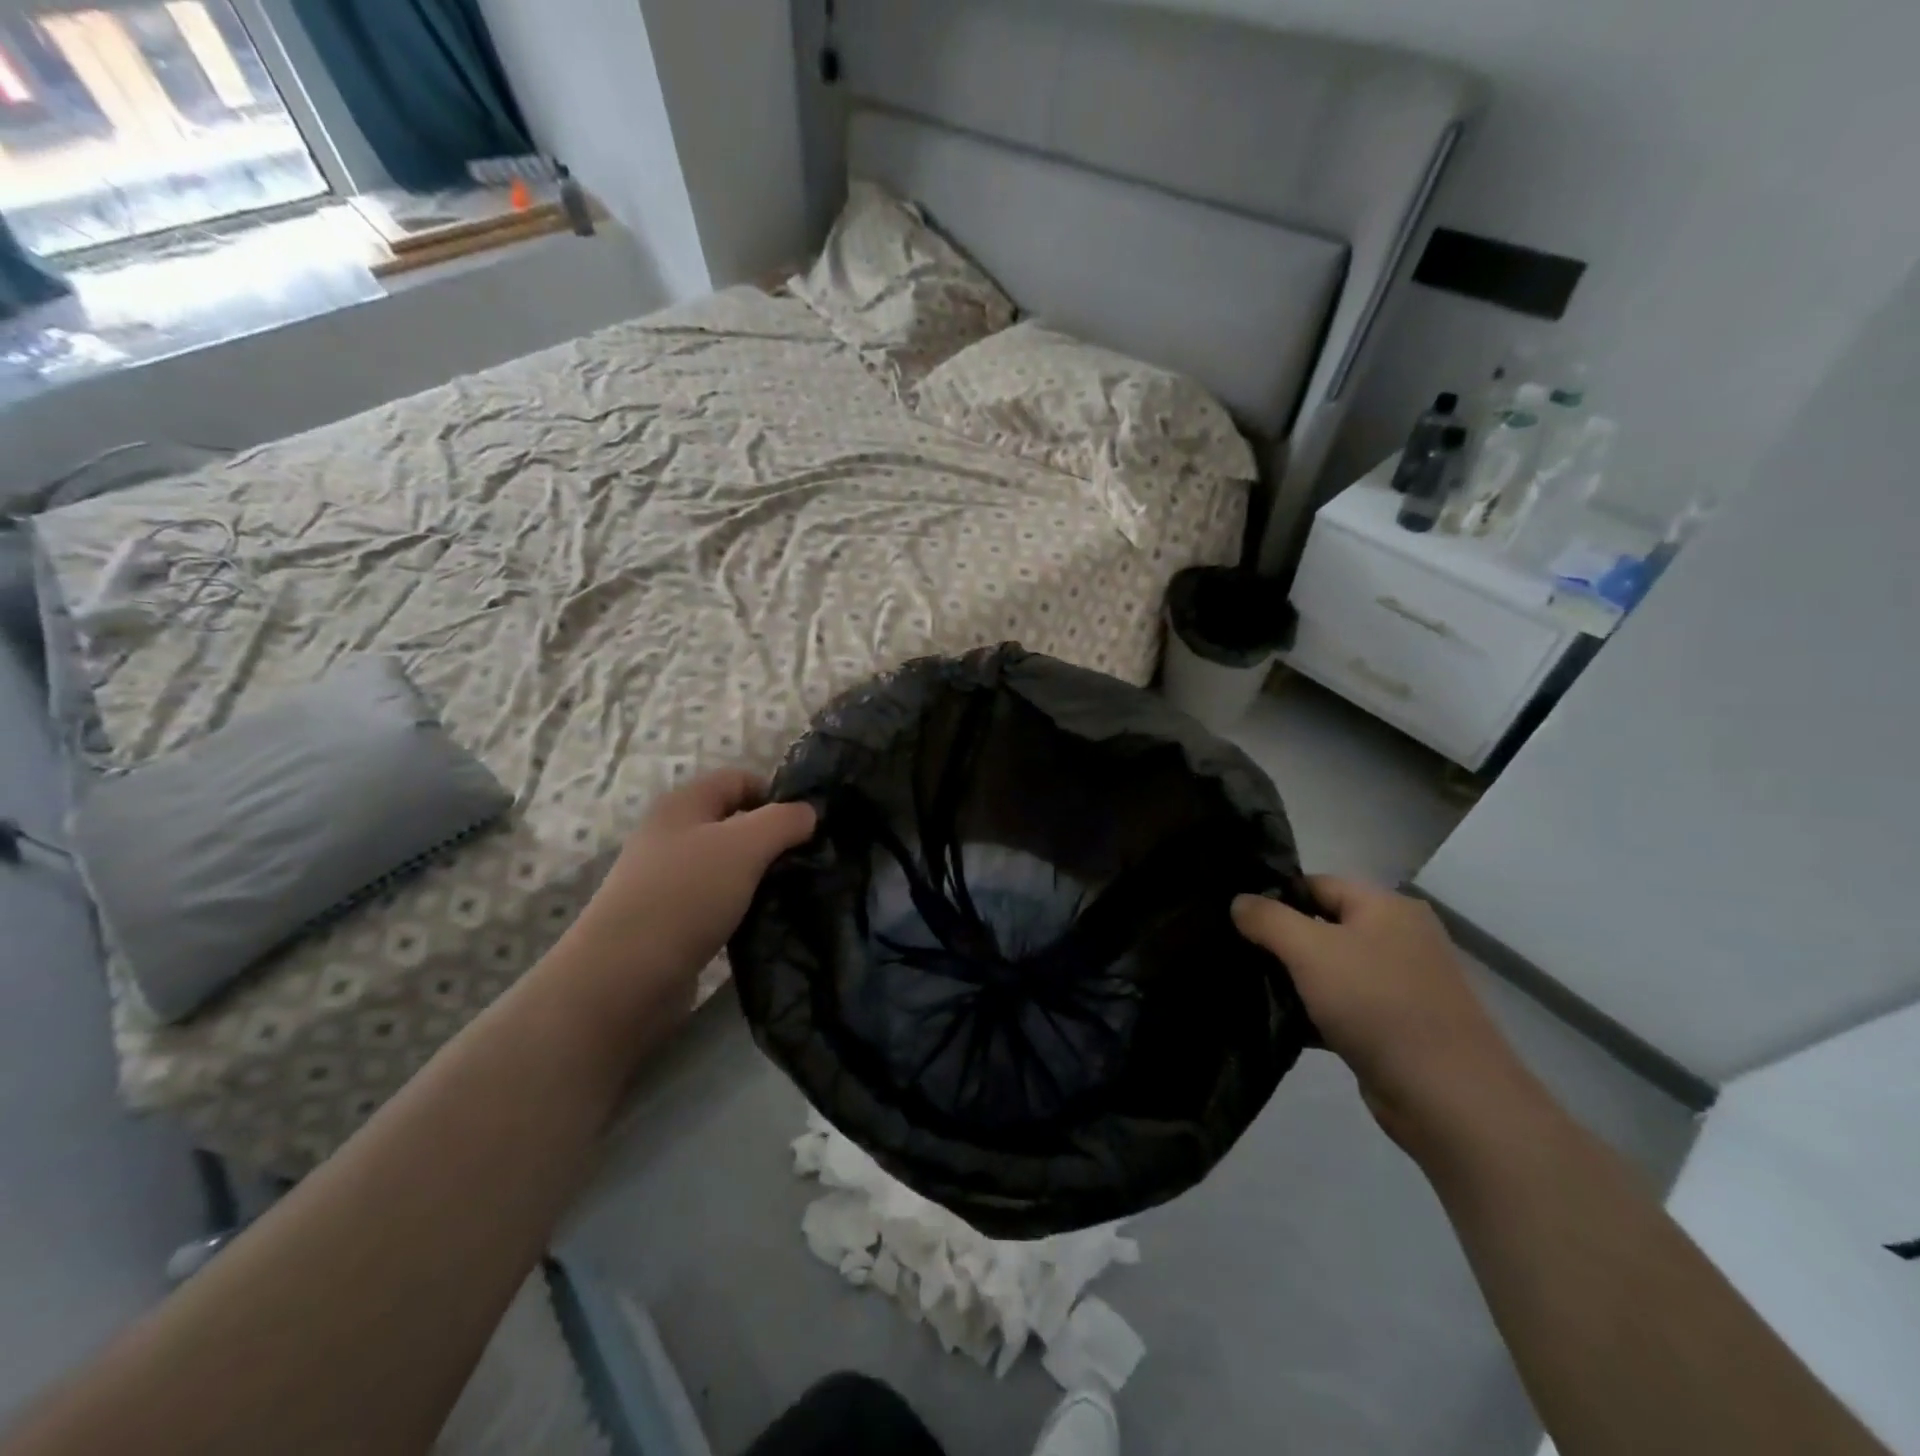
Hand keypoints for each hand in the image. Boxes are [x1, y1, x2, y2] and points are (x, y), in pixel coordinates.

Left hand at [552, 770, 816, 1027]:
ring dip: (760, 874)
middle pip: (734, 822)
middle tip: (808, 860)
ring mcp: (668, 879)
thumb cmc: (686, 896)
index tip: (808, 824)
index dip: (775, 793)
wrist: (623, 979)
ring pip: (728, 863)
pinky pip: (717, 899)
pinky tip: (763, 919)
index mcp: (684, 804)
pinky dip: (742, 905)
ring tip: (793, 891)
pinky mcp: (671, 919)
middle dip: (773, 837)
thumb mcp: (745, 846)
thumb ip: (784, 821)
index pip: (739, 779)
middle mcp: (672, 835)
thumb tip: (810, 813)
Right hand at [1233, 877, 1544, 1158]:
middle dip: (1281, 940)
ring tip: (1250, 986)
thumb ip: (1268, 919)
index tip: (1236, 917)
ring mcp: (1401, 984)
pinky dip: (1315, 1011)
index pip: (1317, 884)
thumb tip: (1239, 900)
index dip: (1276, 896)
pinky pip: (1344, 1006)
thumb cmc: (1377, 1005)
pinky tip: (1281, 1022)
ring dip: (1295, 979)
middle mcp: (1399, 938)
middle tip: (1237, 952)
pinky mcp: (1396, 1026)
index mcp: (1387, 908)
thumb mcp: (1310, 950)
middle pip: (1323, 926)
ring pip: (1331, 969)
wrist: (1448, 1097)